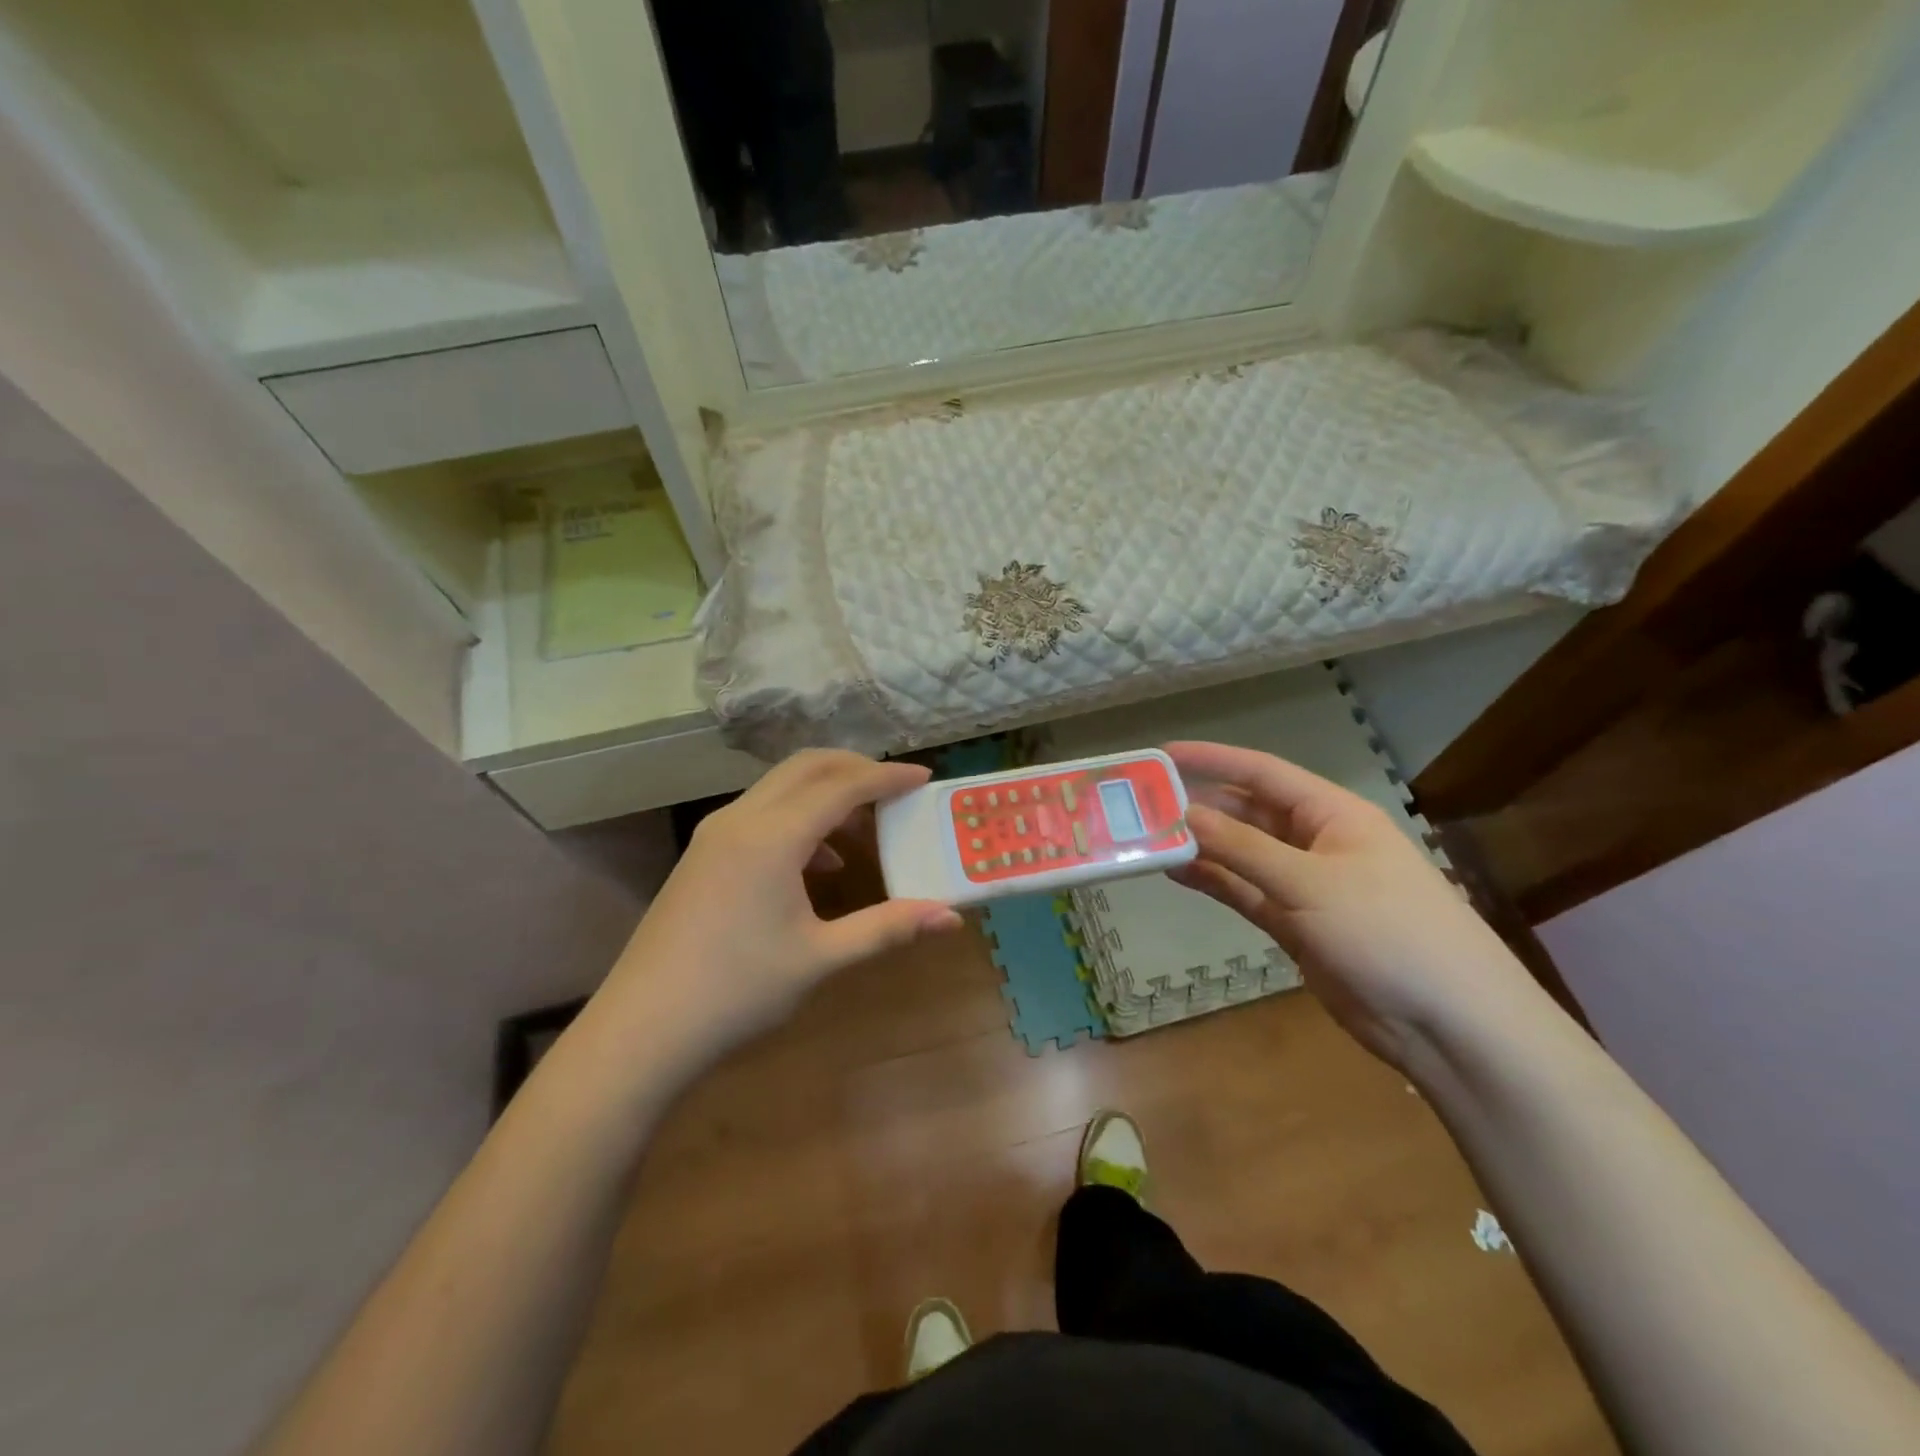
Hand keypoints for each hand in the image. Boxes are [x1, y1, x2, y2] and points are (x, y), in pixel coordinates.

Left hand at [601, 751, 962, 1065]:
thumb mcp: (821, 958)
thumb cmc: (738, 991)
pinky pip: (761, 813)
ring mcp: (715, 834)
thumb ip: (887, 928)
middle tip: (896, 790)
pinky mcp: (703, 854)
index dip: (887, 777)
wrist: (642, 1029)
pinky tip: (820, 865)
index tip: (924, 777)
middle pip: (806, 767)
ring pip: (780, 787)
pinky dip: (799, 818)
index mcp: (772, 836)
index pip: (841, 785)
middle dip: (855, 769)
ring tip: (865, 830)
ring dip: (826, 793)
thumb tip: (950, 916)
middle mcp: (741, 819)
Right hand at [1163, 741, 1535, 1068]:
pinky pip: (1244, 892)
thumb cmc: (1388, 933)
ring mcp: (1304, 886)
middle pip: (1247, 812)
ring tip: (1147, 838)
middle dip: (1199, 806)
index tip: (1162, 755)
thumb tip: (1182, 814)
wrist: (1448, 1024)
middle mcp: (1316, 842)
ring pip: (1241, 854)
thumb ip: (1242, 848)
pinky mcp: (1295, 925)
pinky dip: (1213, 881)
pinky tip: (1176, 872)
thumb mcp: (1311, 883)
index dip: (1213, 759)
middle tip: (1142, 805)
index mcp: (1332, 814)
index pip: (1262, 773)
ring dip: (1200, 845)